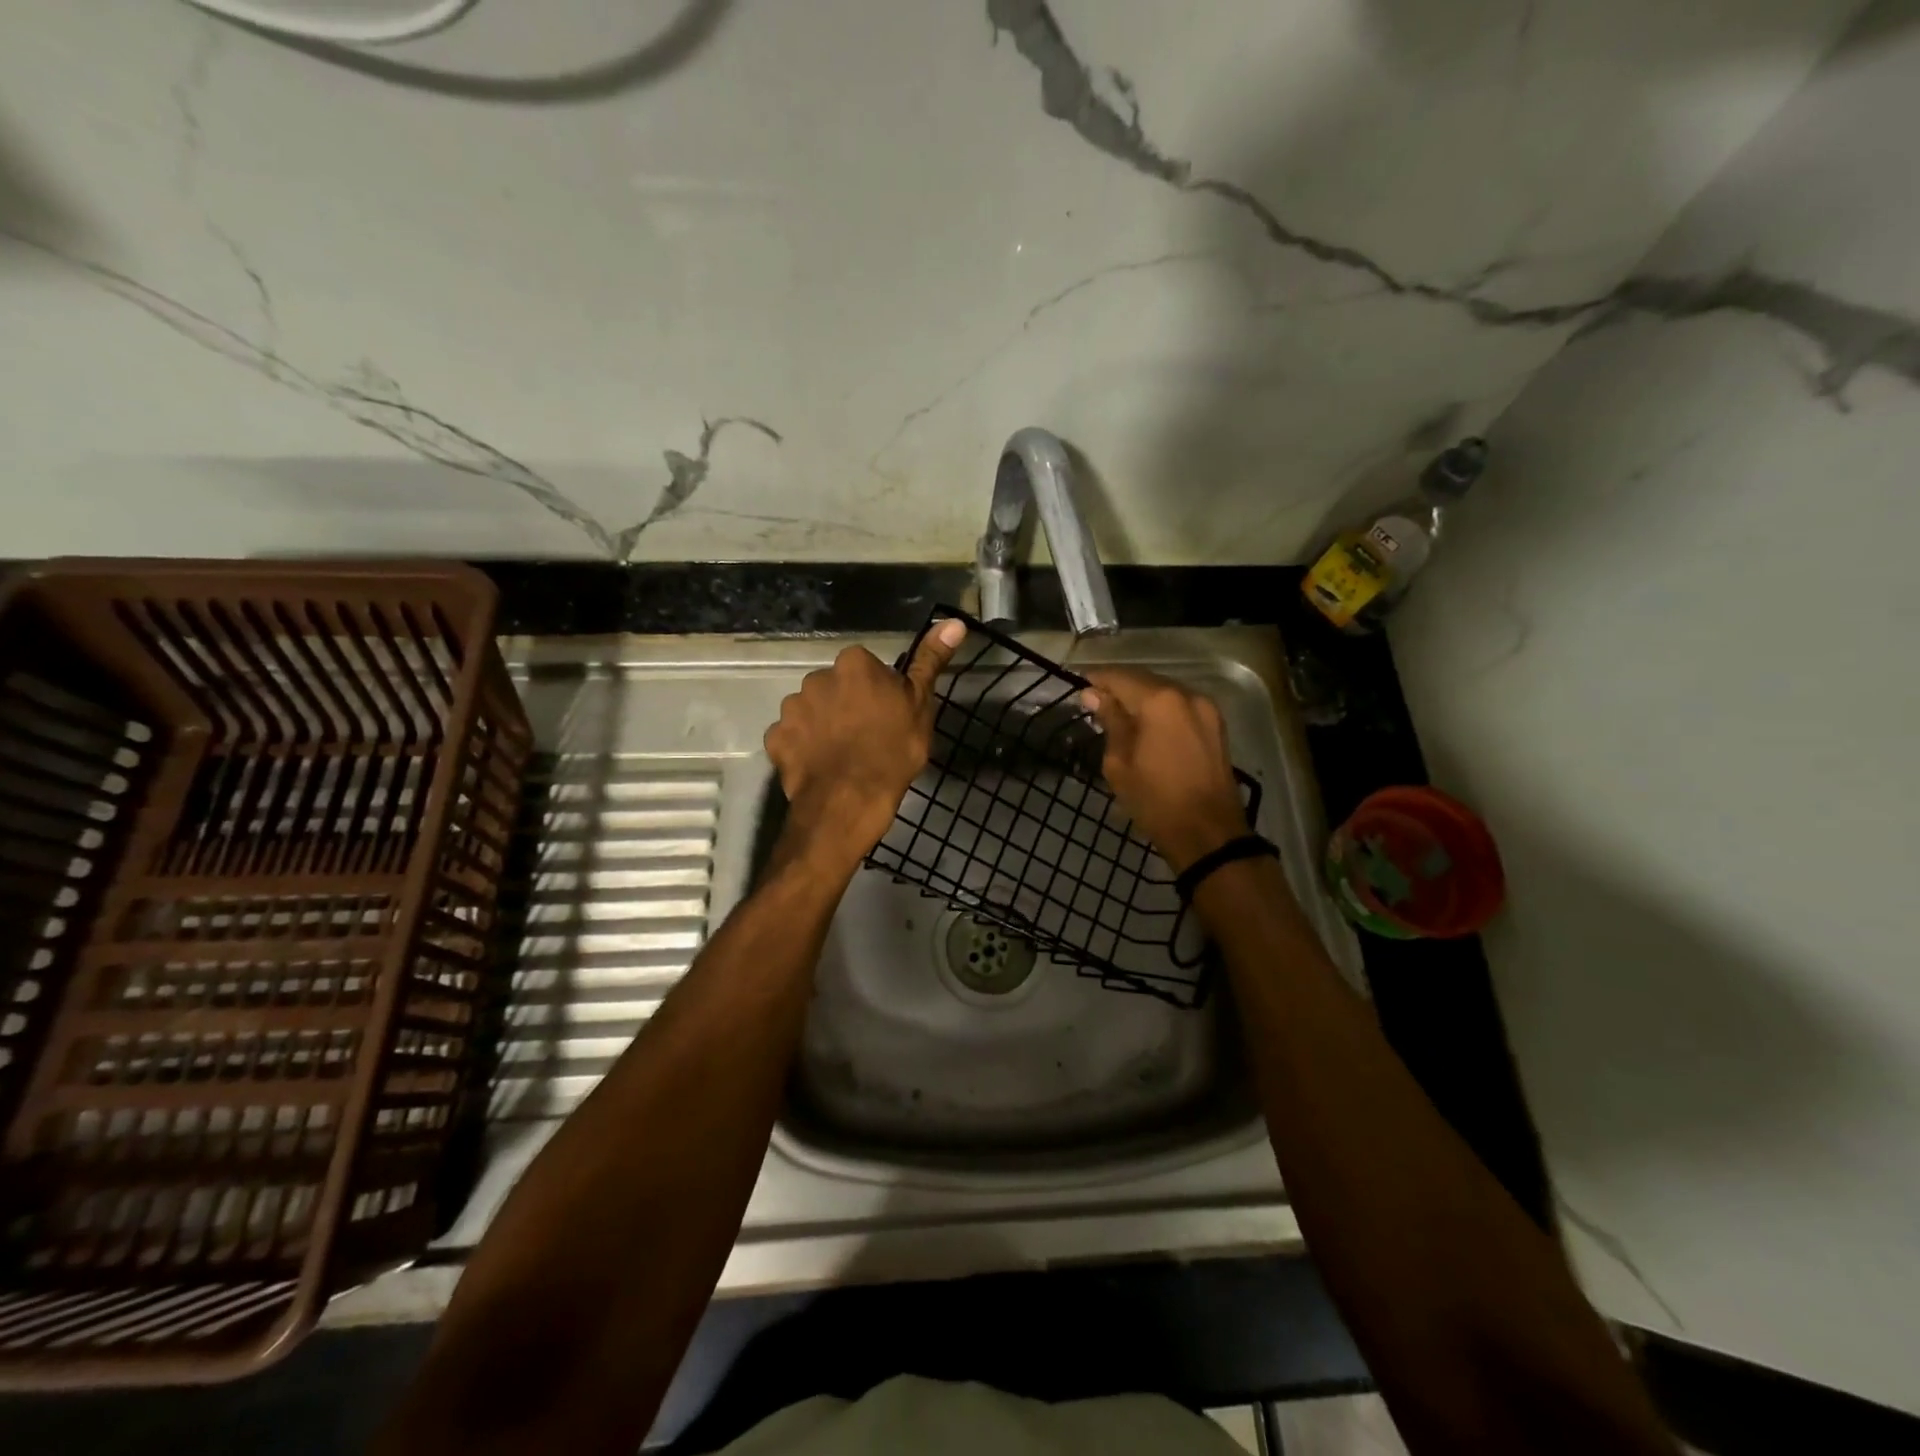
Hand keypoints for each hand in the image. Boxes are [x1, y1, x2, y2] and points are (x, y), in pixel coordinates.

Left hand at [763, 620, 966, 876]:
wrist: (850, 799)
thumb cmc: (893, 749)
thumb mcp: (920, 704)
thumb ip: (930, 661)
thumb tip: (953, 622)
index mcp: (854, 664)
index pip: (866, 667)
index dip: (878, 691)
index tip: (889, 714)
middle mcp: (817, 677)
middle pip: (836, 687)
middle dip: (847, 705)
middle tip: (868, 736)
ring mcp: (792, 708)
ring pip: (812, 710)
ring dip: (823, 725)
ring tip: (843, 755)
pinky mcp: (776, 738)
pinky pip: (792, 736)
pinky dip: (803, 747)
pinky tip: (821, 766)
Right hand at [1081, 668, 1247, 873]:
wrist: (1209, 834)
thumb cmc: (1155, 800)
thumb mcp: (1120, 763)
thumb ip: (1110, 721)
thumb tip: (1094, 695)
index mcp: (1160, 701)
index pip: (1120, 677)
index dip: (1097, 679)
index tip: (1078, 685)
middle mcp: (1187, 694)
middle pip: (1145, 680)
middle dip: (1119, 687)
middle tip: (1094, 702)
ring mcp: (1206, 709)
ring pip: (1165, 692)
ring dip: (1141, 698)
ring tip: (1118, 714)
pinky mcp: (1216, 725)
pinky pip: (1181, 707)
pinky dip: (1161, 710)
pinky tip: (1146, 725)